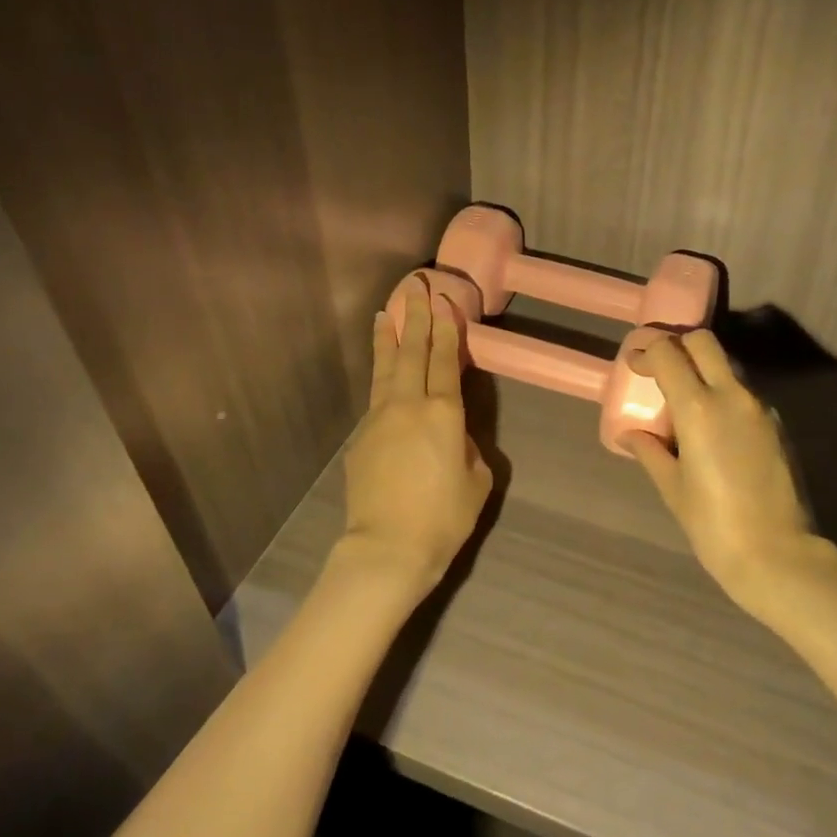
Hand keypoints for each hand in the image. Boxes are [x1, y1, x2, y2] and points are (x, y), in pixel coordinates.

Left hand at [335, 275, 493, 603]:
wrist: (387, 548)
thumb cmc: (444, 518)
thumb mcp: (477, 481)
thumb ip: (468, 448)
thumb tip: (453, 436)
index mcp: (444, 413)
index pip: (446, 359)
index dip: (446, 328)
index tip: (443, 300)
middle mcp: (409, 405)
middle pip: (412, 352)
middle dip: (417, 317)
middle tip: (416, 287)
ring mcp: (379, 419)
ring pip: (385, 369)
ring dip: (388, 338)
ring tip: (387, 313)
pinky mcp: (360, 439)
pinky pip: (375, 399)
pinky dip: (380, 378)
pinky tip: (384, 376)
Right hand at [622, 330, 836, 622]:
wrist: (778, 555)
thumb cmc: (714, 525)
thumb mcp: (673, 488)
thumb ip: (650, 452)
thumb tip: (630, 435)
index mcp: (699, 407)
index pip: (668, 353)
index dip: (645, 351)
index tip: (633, 365)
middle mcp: (732, 395)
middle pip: (703, 341)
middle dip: (677, 344)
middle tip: (659, 367)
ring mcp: (760, 407)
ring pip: (727, 365)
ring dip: (702, 368)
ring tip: (683, 400)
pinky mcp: (776, 425)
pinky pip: (743, 392)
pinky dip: (722, 393)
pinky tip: (712, 427)